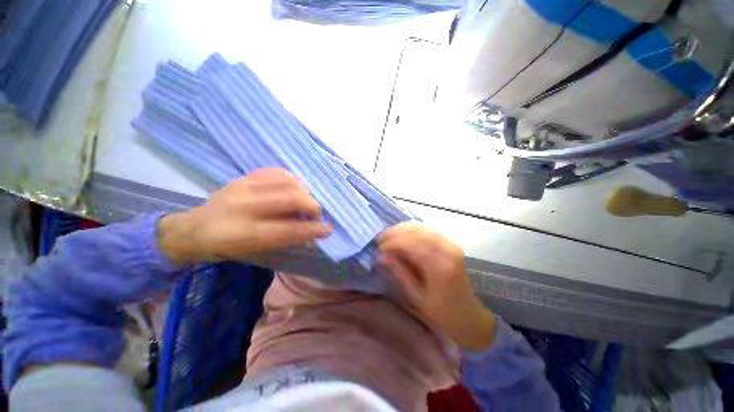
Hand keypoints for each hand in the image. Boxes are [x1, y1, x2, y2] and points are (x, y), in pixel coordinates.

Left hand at [158, 168, 331, 263]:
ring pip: (287, 181)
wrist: (194, 229)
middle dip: (312, 206)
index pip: (288, 229)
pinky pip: (277, 171)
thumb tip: (311, 233)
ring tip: (306, 201)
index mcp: (242, 233)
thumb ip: (284, 240)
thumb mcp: (253, 252)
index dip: (311, 229)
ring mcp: (243, 186)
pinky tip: (295, 188)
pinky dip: (293, 179)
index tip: (327, 230)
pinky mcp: (245, 176)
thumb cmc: (225, 246)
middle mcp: (243, 206)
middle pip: (290, 198)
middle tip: (316, 214)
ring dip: (305, 192)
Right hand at [379, 222, 494, 350]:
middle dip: (396, 233)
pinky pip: (429, 229)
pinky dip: (413, 228)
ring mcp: (451, 245)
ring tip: (388, 235)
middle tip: (380, 238)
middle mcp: (448, 251)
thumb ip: (400, 273)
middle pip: (418, 232)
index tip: (378, 248)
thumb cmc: (442, 313)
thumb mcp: (417, 298)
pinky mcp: (451, 244)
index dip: (393, 243)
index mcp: (440, 268)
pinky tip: (403, 233)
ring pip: (423, 227)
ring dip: (403, 228)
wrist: (469, 315)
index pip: (413, 245)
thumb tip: (382, 256)